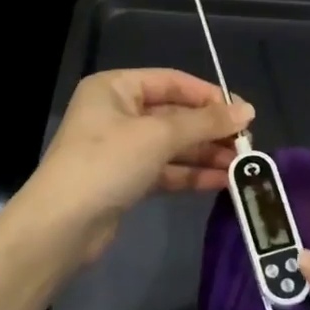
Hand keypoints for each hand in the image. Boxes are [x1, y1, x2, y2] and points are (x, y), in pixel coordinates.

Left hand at [25, 69, 253, 260]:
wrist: (62, 226)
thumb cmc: (107, 163)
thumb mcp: (159, 136)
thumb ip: (205, 122)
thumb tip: (247, 110)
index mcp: (116, 88)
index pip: (172, 82)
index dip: (209, 96)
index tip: (244, 113)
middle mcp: (117, 113)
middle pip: (175, 115)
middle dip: (211, 130)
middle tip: (247, 144)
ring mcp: (121, 149)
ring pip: (173, 146)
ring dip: (206, 154)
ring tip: (242, 167)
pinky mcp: (125, 180)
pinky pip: (166, 170)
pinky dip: (192, 175)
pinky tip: (223, 182)